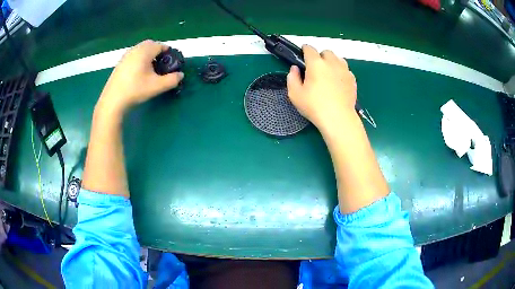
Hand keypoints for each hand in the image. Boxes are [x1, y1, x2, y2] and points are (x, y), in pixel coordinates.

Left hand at [98, 40, 183, 113]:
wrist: (113, 100)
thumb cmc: (136, 90)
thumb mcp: (157, 86)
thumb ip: (172, 80)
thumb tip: (180, 75)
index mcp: (145, 51)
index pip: (161, 45)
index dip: (168, 53)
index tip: (170, 63)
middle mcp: (135, 49)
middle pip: (150, 45)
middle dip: (158, 52)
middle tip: (161, 65)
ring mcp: (126, 55)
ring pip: (141, 50)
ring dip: (148, 55)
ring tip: (150, 69)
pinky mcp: (120, 63)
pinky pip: (133, 55)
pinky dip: (139, 59)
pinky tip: (138, 73)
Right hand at [287, 45, 356, 131]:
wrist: (338, 119)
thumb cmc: (314, 106)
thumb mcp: (295, 94)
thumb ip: (292, 78)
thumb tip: (295, 69)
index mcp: (316, 64)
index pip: (309, 49)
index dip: (305, 50)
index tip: (303, 54)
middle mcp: (332, 63)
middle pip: (326, 52)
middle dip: (320, 56)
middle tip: (316, 68)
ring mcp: (344, 70)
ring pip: (338, 59)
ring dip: (332, 62)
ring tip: (328, 74)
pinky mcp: (352, 79)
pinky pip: (345, 70)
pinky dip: (340, 72)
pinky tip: (337, 83)